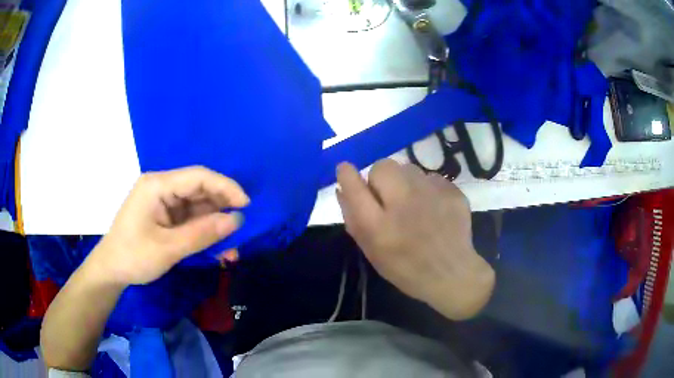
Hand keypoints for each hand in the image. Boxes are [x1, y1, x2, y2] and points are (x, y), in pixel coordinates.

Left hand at [85, 166, 248, 285]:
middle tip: (241, 230)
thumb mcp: (168, 248)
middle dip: (222, 210)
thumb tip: (236, 221)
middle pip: (199, 190)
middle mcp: (161, 188)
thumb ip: (202, 234)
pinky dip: (204, 233)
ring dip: (215, 226)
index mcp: (157, 185)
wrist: (111, 271)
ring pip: (197, 207)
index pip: (198, 177)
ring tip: (231, 248)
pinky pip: (190, 220)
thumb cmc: (133, 256)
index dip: (225, 187)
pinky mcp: (165, 217)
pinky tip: (216, 249)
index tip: (246, 206)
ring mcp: (163, 203)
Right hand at [336, 160, 493, 319]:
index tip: (346, 171)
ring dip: (405, 182)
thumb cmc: (405, 268)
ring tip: (414, 205)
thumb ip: (353, 219)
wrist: (451, 274)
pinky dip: (427, 189)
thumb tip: (342, 188)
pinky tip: (433, 208)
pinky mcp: (452, 192)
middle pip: (382, 166)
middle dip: (380, 178)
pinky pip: (431, 178)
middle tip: (388, 197)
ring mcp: (432, 194)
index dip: (347, 174)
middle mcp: (404, 203)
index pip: (354, 185)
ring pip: (409, 169)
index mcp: (378, 225)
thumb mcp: (371, 251)